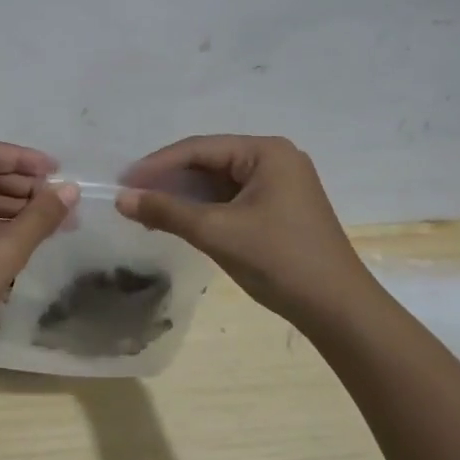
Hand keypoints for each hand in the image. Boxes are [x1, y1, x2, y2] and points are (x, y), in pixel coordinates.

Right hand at [116, 135, 375, 334]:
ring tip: (147, 211)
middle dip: (170, 181)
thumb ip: (167, 211)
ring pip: (218, 183)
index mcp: (266, 152)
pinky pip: (231, 199)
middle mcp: (275, 160)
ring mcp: (279, 185)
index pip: (200, 149)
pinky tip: (178, 221)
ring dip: (184, 197)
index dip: (157, 164)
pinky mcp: (279, 209)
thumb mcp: (217, 232)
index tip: (123, 181)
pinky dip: (203, 210)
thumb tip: (121, 199)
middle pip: (209, 162)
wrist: (338, 310)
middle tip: (132, 197)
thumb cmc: (279, 261)